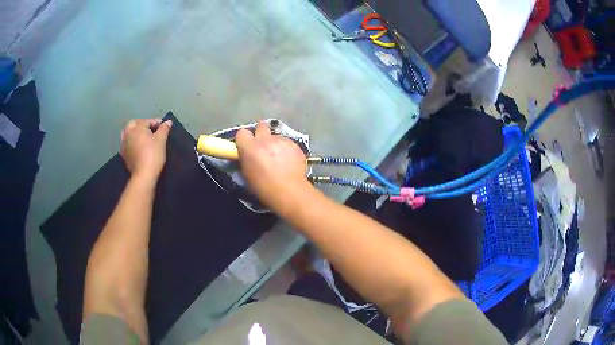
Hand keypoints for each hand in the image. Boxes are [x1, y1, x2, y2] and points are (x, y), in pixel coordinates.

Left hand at [120, 118, 171, 182]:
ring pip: (127, 133)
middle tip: (150, 129)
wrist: (144, 175)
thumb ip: (164, 129)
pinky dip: (130, 142)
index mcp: (137, 127)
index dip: (157, 122)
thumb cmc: (153, 154)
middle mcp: (128, 133)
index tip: (164, 127)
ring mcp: (124, 144)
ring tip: (141, 136)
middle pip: (134, 124)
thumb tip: (168, 121)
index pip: (148, 121)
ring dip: (134, 132)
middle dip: (142, 124)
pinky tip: (135, 146)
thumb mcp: (161, 140)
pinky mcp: (123, 154)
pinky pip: (125, 144)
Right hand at [235, 122, 311, 213]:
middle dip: (260, 133)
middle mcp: (266, 140)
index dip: (243, 139)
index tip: (245, 146)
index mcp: (250, 148)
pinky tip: (289, 162)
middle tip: (262, 146)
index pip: (242, 132)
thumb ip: (246, 159)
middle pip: (261, 125)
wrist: (290, 192)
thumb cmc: (265, 188)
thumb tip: (247, 155)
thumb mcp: (247, 175)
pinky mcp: (295, 145)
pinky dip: (287, 150)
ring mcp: (282, 141)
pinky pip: (288, 143)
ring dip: (274, 143)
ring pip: (276, 136)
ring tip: (279, 158)